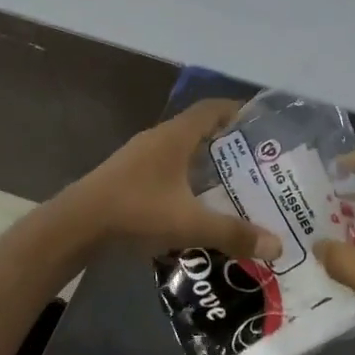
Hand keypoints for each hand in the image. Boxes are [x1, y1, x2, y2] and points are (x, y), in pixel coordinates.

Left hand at [68, 100, 282, 260]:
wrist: (76, 225)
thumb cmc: (136, 210)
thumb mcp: (190, 223)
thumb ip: (233, 233)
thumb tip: (278, 245)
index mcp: (175, 136)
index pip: (212, 108)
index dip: (236, 110)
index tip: (259, 122)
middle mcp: (158, 138)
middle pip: (198, 129)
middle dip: (226, 142)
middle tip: (254, 161)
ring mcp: (139, 156)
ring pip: (180, 150)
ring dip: (204, 161)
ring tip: (231, 183)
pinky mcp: (128, 176)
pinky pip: (166, 168)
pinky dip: (185, 177)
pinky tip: (195, 202)